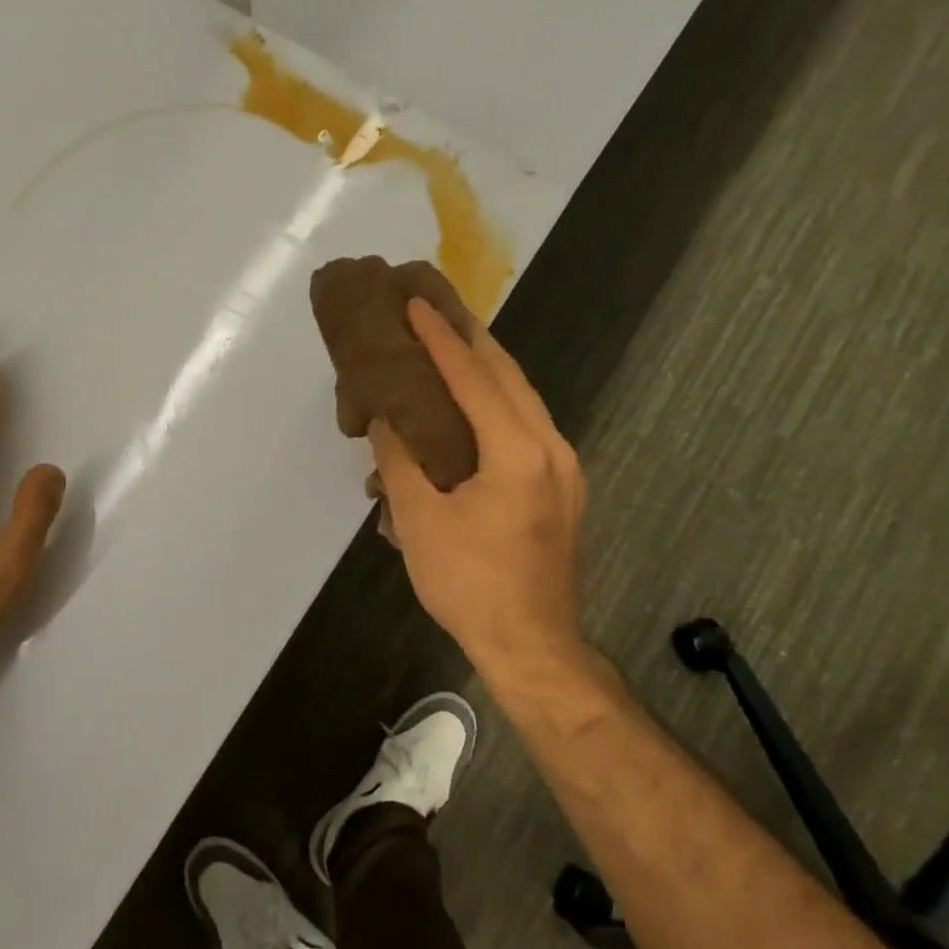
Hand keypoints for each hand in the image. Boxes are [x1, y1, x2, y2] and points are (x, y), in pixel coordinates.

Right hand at [368, 301, 585, 670]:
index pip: (473, 377)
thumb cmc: (469, 583)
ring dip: (487, 368)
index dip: (440, 339)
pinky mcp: (562, 486)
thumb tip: (385, 418)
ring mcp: (563, 467)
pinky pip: (527, 424)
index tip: (415, 303)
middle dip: (471, 338)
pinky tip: (473, 404)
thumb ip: (399, 459)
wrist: (531, 644)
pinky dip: (498, 402)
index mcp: (516, 451)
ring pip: (523, 398)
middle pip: (508, 375)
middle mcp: (550, 446)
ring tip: (451, 345)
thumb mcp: (418, 519)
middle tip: (435, 309)